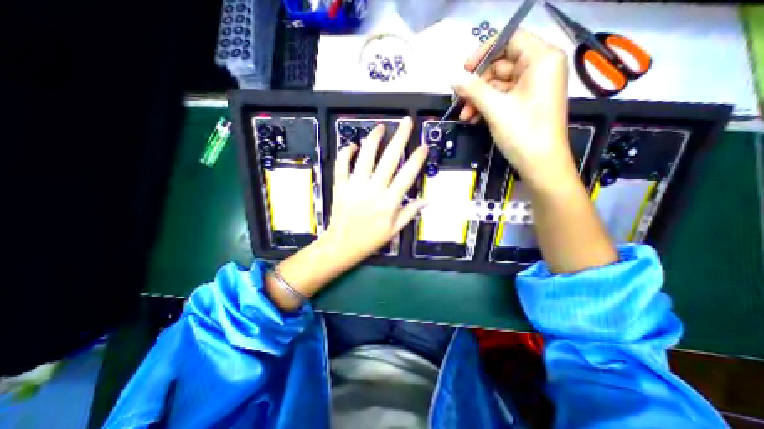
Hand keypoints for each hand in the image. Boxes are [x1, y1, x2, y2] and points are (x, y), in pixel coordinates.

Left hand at [321, 116, 428, 266]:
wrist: (342, 246)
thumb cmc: (370, 240)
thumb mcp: (394, 230)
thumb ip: (410, 213)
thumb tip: (426, 201)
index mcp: (389, 203)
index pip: (407, 176)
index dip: (416, 159)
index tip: (423, 147)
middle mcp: (374, 191)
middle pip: (389, 160)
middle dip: (400, 138)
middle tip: (406, 122)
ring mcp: (355, 187)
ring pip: (365, 158)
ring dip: (373, 140)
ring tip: (380, 127)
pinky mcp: (340, 187)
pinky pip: (341, 166)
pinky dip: (345, 153)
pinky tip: (352, 146)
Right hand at [452, 29, 571, 188]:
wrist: (540, 164)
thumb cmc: (523, 132)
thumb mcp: (495, 108)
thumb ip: (473, 90)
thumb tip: (454, 79)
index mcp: (541, 59)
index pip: (510, 40)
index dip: (484, 51)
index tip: (465, 69)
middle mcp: (539, 69)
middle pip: (501, 65)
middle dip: (478, 85)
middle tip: (460, 100)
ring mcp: (532, 88)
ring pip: (498, 84)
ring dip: (479, 99)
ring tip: (466, 116)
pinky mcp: (525, 103)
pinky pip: (502, 98)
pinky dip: (486, 106)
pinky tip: (474, 118)